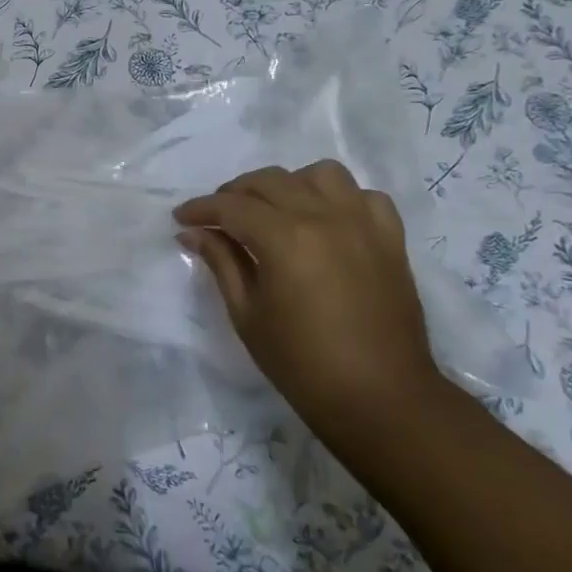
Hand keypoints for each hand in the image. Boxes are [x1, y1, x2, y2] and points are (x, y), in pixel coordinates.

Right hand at [174, 161, 441, 435]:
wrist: (379, 397)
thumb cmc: (301, 362)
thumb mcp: (247, 313)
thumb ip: (221, 262)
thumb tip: (193, 232)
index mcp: (284, 238)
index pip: (232, 205)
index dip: (201, 208)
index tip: (181, 217)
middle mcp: (324, 217)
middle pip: (270, 181)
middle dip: (235, 193)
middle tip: (217, 217)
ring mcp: (363, 224)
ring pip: (320, 174)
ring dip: (289, 185)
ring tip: (275, 210)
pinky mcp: (390, 239)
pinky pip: (364, 196)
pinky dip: (339, 199)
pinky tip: (325, 220)